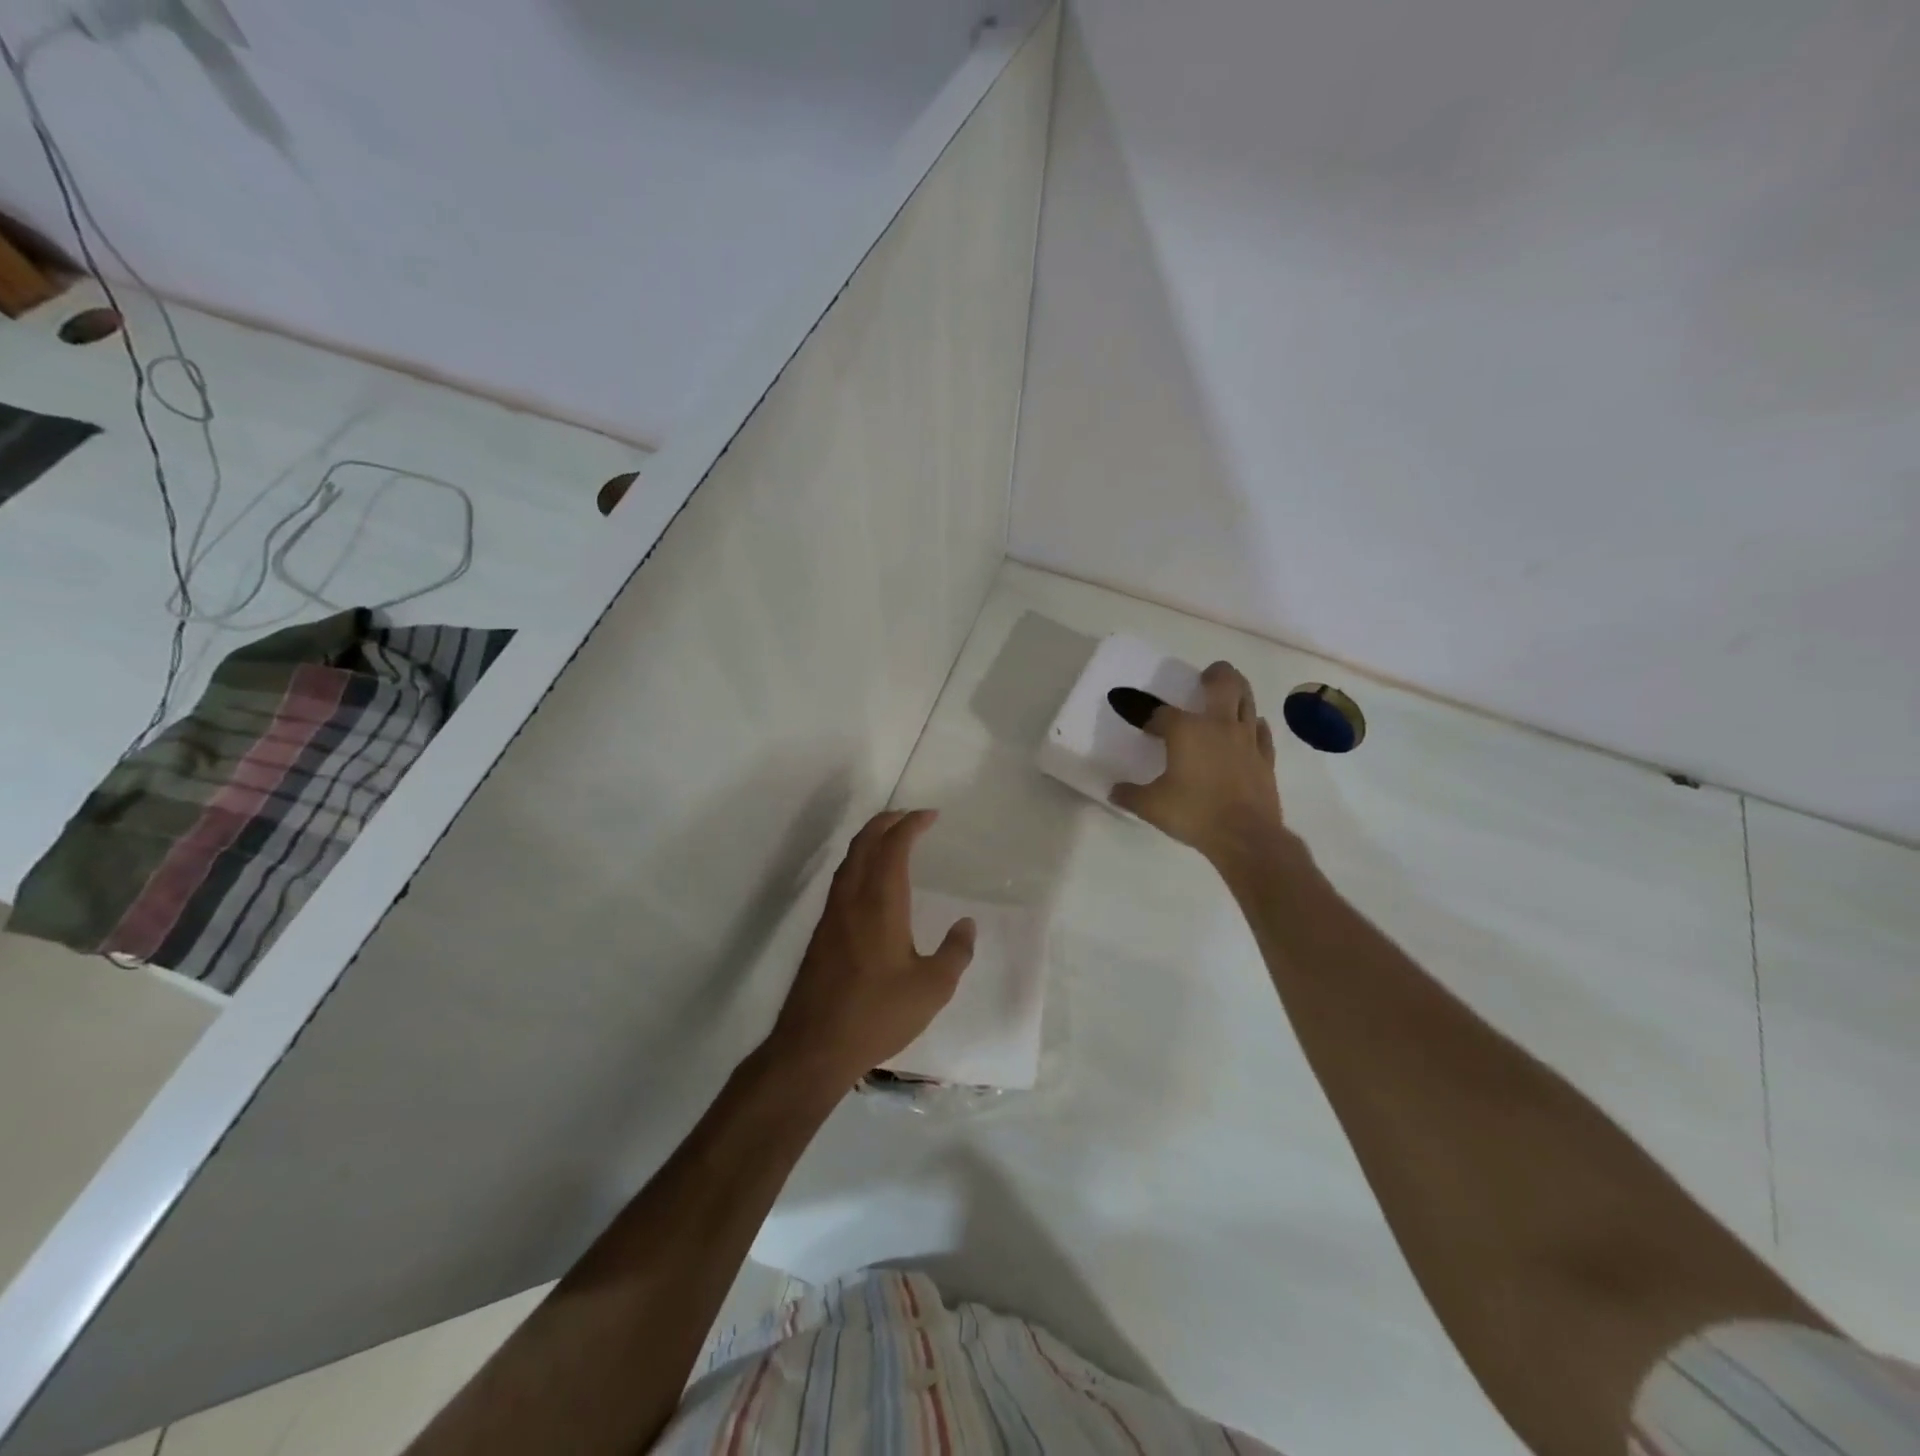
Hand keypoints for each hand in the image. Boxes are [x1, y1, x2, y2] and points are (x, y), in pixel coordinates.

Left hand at [766, 809, 975, 1091]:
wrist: (813, 1046)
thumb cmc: (877, 1014)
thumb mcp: (932, 988)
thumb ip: (955, 952)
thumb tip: (967, 924)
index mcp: (880, 902)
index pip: (893, 846)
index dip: (911, 824)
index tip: (931, 816)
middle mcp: (852, 899)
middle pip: (864, 843)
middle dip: (887, 822)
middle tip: (911, 818)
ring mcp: (831, 915)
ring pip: (848, 860)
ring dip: (870, 840)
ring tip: (891, 840)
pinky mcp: (821, 934)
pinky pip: (841, 880)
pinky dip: (859, 863)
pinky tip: (869, 882)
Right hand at [1110, 661, 1285, 865]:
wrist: (1245, 837)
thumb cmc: (1194, 814)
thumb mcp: (1151, 806)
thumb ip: (1130, 795)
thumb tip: (1114, 791)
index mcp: (1186, 730)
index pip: (1162, 713)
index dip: (1151, 718)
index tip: (1146, 727)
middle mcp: (1218, 725)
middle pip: (1223, 684)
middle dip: (1215, 674)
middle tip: (1207, 676)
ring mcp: (1246, 739)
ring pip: (1247, 700)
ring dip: (1238, 692)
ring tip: (1229, 694)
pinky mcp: (1265, 757)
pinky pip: (1261, 731)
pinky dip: (1253, 725)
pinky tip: (1249, 729)